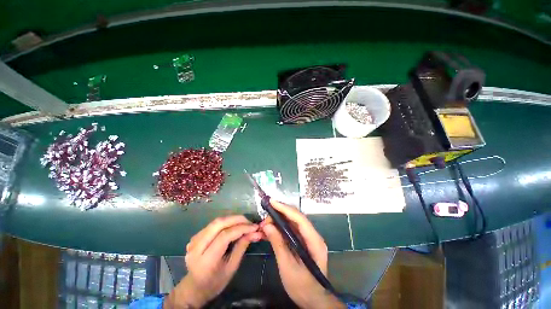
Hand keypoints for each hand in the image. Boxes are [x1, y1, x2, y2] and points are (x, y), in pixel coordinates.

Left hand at [165, 215, 261, 307]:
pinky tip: (234, 225)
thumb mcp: (231, 267)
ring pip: (216, 221)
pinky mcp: (195, 236)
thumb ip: (242, 247)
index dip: (241, 228)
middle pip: (218, 223)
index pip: (225, 236)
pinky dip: (226, 222)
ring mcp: (194, 240)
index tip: (255, 227)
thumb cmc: (215, 282)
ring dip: (232, 219)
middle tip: (250, 222)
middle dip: (237, 219)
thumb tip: (255, 232)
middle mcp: (197, 247)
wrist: (194, 287)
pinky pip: (213, 224)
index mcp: (206, 260)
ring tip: (244, 223)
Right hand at [261, 199, 344, 308]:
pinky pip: (291, 230)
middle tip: (265, 217)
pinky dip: (280, 228)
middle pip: (296, 218)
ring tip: (265, 224)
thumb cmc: (302, 287)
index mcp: (314, 241)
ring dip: (278, 221)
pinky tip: (270, 230)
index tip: (272, 202)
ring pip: (292, 222)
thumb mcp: (288, 267)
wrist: (313, 300)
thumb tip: (267, 226)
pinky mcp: (303, 241)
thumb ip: (278, 244)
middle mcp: (313, 235)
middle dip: (280, 214)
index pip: (299, 218)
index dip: (285, 208)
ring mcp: (308, 238)